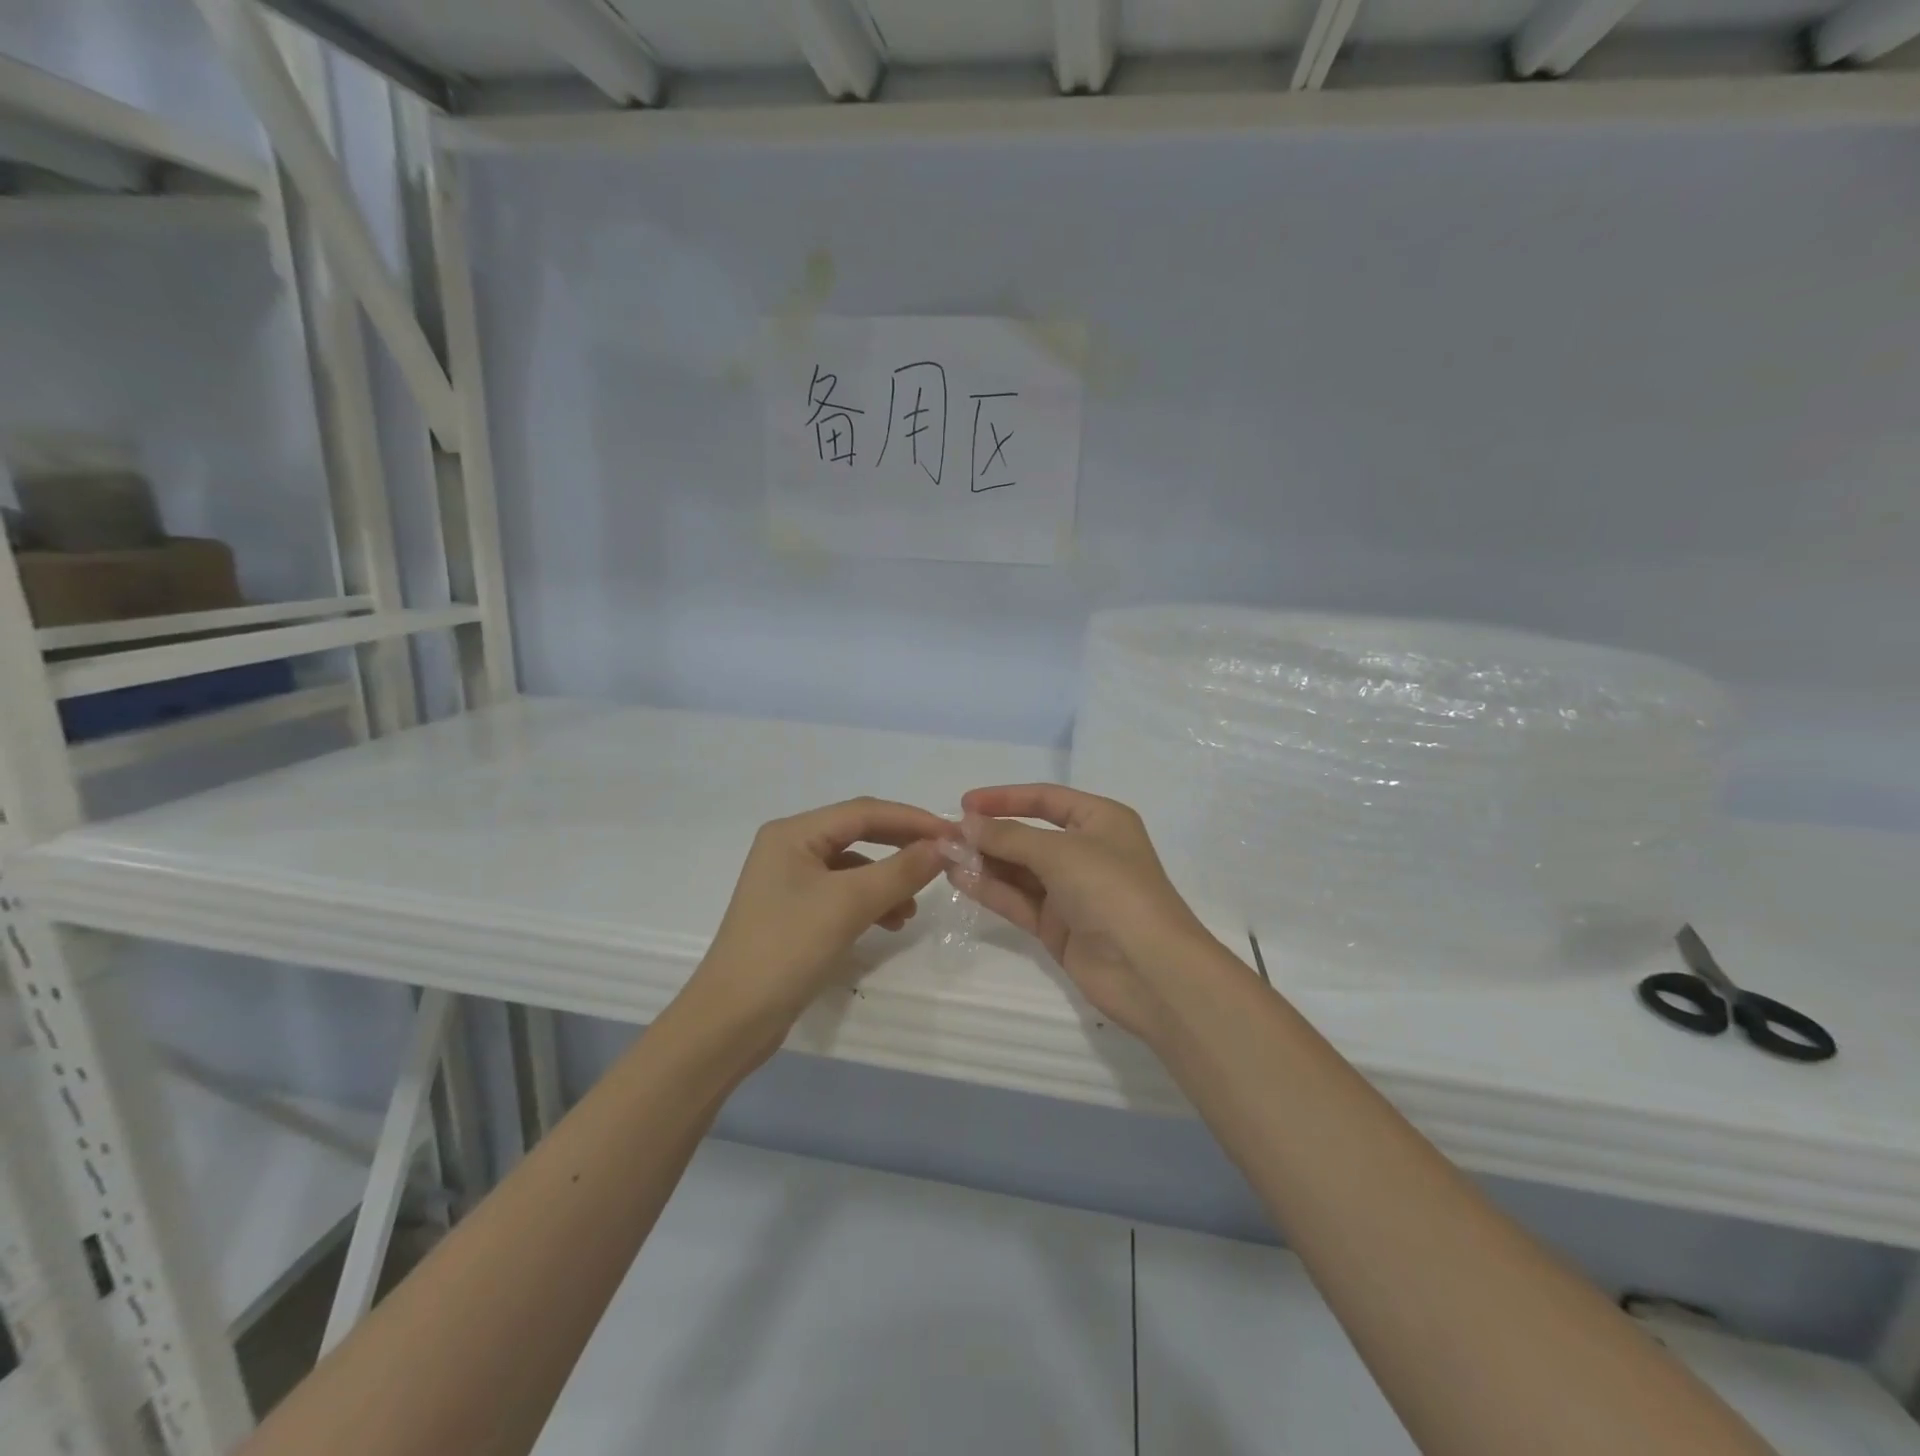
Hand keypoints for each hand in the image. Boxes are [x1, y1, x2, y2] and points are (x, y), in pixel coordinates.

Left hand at [693, 798, 950, 1030]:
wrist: (732, 1020)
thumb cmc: (787, 949)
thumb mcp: (849, 904)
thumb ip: (900, 870)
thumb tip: (944, 847)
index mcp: (794, 833)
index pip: (864, 812)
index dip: (912, 819)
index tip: (953, 836)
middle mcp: (789, 847)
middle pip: (858, 833)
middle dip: (902, 846)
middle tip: (942, 860)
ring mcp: (790, 881)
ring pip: (853, 866)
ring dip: (888, 879)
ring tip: (913, 907)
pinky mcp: (794, 912)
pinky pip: (843, 893)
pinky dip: (870, 902)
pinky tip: (890, 922)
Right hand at [955, 784, 1236, 1042]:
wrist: (1150, 970)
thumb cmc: (1112, 890)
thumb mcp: (1060, 852)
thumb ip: (1009, 837)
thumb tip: (966, 823)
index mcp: (1100, 820)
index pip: (1046, 798)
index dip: (1005, 798)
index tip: (964, 803)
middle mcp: (1086, 851)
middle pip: (1028, 835)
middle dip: (989, 834)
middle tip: (945, 835)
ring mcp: (1071, 891)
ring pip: (1019, 869)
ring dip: (984, 861)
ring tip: (942, 855)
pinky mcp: (1058, 926)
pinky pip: (1018, 900)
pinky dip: (990, 889)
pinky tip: (958, 879)